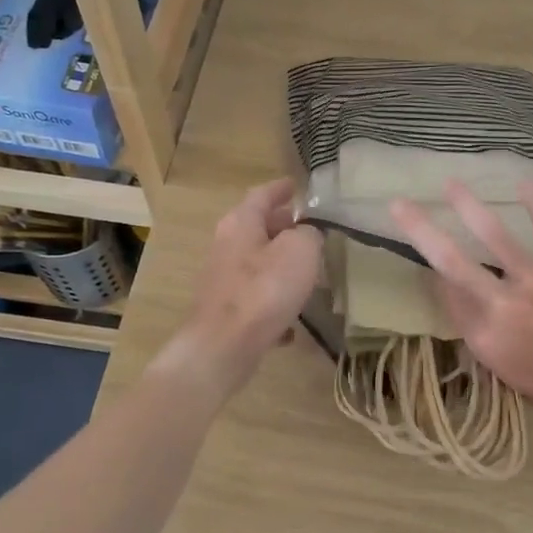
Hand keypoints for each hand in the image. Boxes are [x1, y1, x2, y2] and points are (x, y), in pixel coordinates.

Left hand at [164, 179, 322, 398]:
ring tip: (307, 271)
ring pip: (256, 263)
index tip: (296, 185)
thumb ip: (309, 234)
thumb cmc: (264, 290)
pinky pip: (256, 298)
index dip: (281, 189)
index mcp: (241, 223)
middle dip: (281, 226)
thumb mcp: (300, 251)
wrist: (224, 347)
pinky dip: (274, 301)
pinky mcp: (226, 311)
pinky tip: (293, 320)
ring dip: (279, 264)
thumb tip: (306, 234)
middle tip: (307, 227)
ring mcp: (223, 280)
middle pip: (256, 228)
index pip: (262, 195)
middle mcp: (226, 246)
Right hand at [389, 181, 532, 445]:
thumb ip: (487, 341)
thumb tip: (466, 304)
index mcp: (489, 341)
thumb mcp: (518, 379)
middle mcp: (505, 307)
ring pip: (494, 234)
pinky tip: (523, 181)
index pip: (448, 298)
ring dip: (468, 205)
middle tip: (399, 204)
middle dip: (421, 229)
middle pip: (452, 261)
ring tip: (451, 184)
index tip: (427, 262)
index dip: (432, 275)